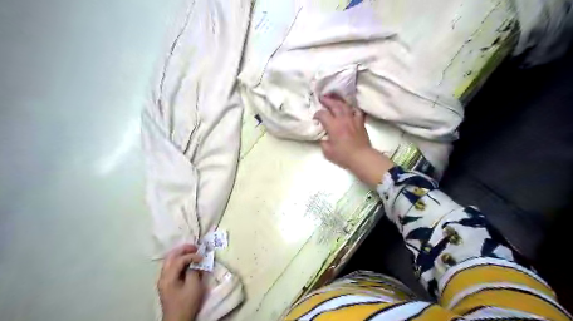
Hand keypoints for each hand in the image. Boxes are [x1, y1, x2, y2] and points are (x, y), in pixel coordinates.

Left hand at [158, 245, 206, 320]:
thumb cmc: (186, 304)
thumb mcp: (193, 287)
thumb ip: (194, 271)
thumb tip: (195, 263)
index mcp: (168, 277)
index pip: (179, 259)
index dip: (192, 255)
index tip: (202, 257)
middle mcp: (163, 276)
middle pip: (171, 256)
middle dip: (184, 249)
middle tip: (196, 247)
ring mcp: (163, 279)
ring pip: (170, 260)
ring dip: (181, 254)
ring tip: (193, 252)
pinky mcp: (166, 283)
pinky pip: (171, 266)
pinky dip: (179, 260)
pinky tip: (188, 262)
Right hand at [312, 94, 393, 186]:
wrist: (360, 156)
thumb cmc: (343, 155)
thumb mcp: (327, 151)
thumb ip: (323, 142)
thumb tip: (323, 138)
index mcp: (333, 126)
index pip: (323, 114)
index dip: (317, 114)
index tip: (315, 117)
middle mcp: (342, 119)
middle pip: (334, 105)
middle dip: (327, 100)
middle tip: (322, 98)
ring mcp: (352, 119)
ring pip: (345, 105)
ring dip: (338, 101)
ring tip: (334, 99)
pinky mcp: (360, 122)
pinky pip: (356, 111)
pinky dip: (352, 108)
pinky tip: (349, 108)